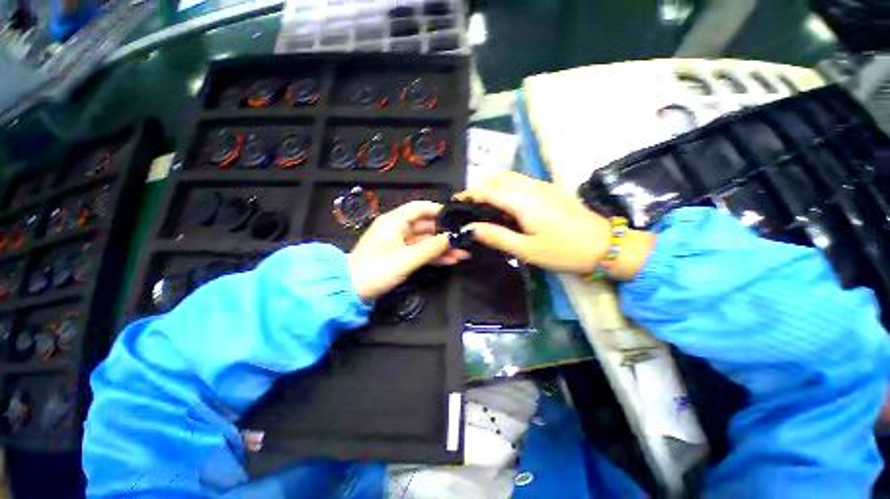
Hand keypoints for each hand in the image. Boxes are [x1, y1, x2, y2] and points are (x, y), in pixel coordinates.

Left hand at [349, 201, 468, 300]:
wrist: (351, 291)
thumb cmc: (377, 269)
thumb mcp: (407, 258)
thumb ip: (432, 247)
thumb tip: (454, 237)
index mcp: (395, 221)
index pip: (420, 208)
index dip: (439, 210)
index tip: (457, 218)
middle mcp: (398, 228)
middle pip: (425, 226)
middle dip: (445, 234)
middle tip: (464, 240)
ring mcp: (399, 243)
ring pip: (425, 241)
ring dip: (442, 247)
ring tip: (463, 254)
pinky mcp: (400, 256)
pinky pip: (420, 252)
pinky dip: (433, 256)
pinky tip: (450, 261)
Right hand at [457, 173, 654, 279]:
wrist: (604, 246)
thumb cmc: (564, 251)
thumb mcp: (526, 250)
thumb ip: (496, 236)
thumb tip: (470, 228)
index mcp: (524, 201)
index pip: (489, 190)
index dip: (470, 194)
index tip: (456, 203)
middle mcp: (532, 187)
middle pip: (498, 179)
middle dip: (480, 189)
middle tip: (470, 207)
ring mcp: (543, 186)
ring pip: (510, 178)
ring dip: (494, 187)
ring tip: (484, 207)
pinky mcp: (550, 190)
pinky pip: (521, 183)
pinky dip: (507, 189)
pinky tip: (506, 206)